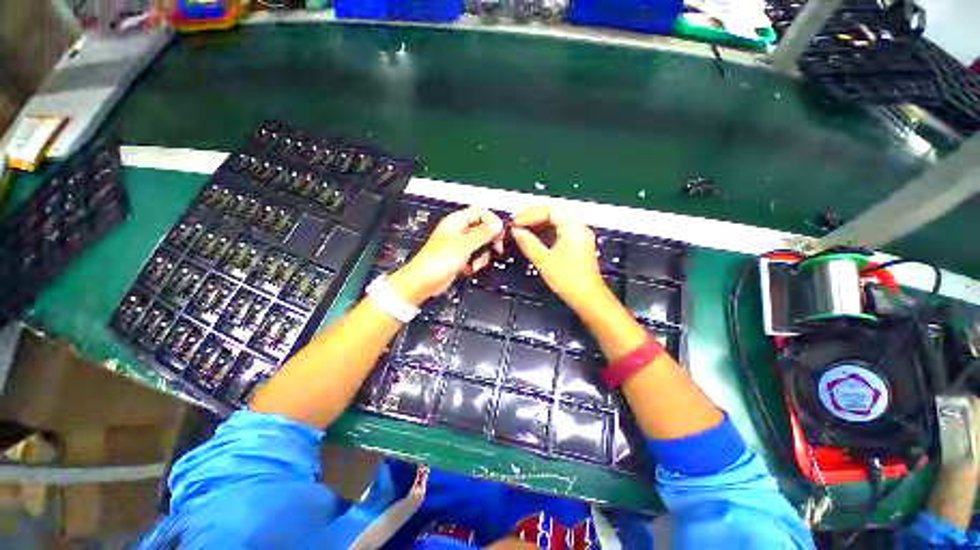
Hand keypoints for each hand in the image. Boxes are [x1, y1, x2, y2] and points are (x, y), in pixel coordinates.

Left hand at [389, 207, 503, 304]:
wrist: (424, 282)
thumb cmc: (436, 261)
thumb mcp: (463, 245)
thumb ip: (482, 234)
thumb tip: (498, 224)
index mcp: (457, 221)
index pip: (480, 212)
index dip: (492, 221)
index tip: (500, 232)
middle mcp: (459, 231)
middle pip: (483, 229)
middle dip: (490, 240)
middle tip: (496, 248)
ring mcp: (460, 245)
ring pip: (481, 244)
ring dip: (482, 255)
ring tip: (476, 262)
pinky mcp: (461, 257)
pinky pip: (476, 256)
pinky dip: (476, 263)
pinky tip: (469, 268)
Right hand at [510, 205, 607, 310]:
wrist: (588, 298)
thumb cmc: (567, 280)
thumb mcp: (544, 261)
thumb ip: (528, 243)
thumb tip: (516, 231)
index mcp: (573, 228)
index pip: (550, 210)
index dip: (531, 214)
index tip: (516, 222)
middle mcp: (579, 228)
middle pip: (555, 212)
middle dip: (534, 215)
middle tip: (517, 221)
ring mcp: (580, 235)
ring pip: (557, 221)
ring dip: (539, 223)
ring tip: (522, 228)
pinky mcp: (578, 244)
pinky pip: (560, 230)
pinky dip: (546, 231)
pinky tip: (534, 236)